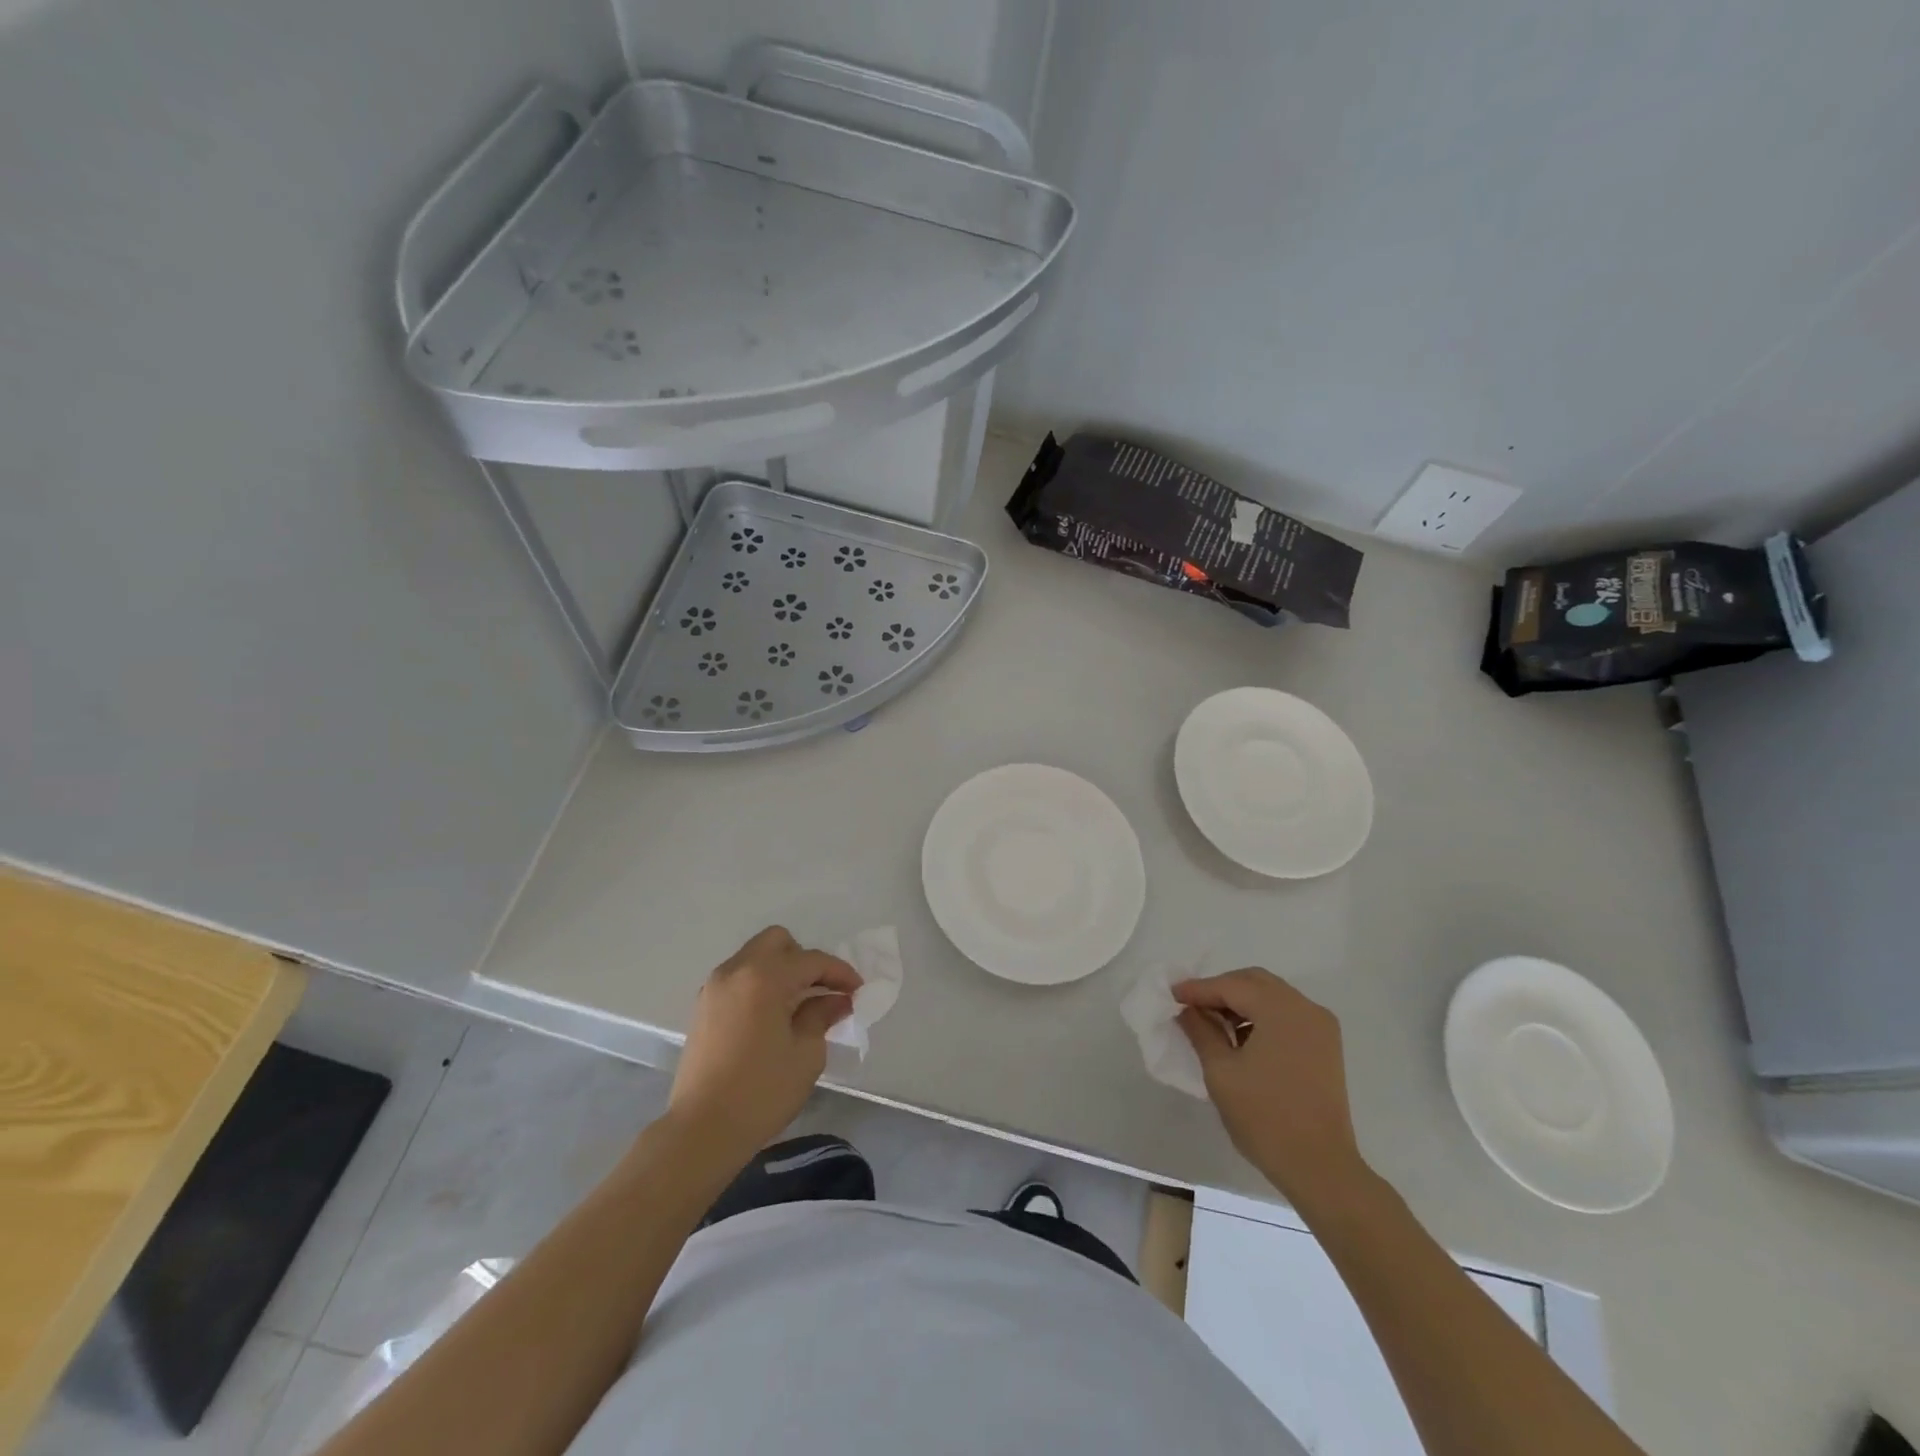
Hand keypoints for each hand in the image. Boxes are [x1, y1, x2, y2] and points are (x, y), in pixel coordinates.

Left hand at [668, 927, 861, 1159]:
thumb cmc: (761, 1092)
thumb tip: (836, 1000)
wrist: (701, 1131)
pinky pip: (739, 978)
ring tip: (799, 1004)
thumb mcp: (806, 1054)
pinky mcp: (703, 1008)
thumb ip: (822, 1016)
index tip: (858, 991)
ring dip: (780, 970)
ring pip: (755, 957)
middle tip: (822, 990)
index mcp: (765, 977)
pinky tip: (772, 1015)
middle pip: (777, 942)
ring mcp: (715, 988)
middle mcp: (736, 971)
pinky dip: (760, 984)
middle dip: (804, 959)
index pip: (811, 960)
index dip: (840, 973)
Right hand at [1174, 968, 1369, 1209]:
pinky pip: (1287, 1015)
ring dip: (1241, 1002)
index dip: (1198, 989)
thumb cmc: (1265, 1117)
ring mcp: (1321, 1027)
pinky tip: (1242, 1038)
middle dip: (1221, 989)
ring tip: (1213, 1023)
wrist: (1320, 1168)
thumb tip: (1187, 1009)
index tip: (1171, 995)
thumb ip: (1201, 1031)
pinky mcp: (1326, 1046)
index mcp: (1280, 1009)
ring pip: (1272, 996)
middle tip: (1192, 1006)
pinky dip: (1261, 1016)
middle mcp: (1305, 1008)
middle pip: (1254, 982)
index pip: (1231, 986)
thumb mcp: (1221, 1071)